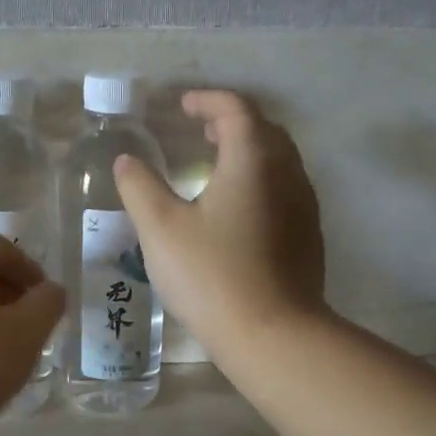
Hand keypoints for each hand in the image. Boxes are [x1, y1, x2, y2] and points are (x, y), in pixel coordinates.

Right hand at [113, 89, 326, 358]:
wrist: (273, 334)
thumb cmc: (211, 275)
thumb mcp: (160, 229)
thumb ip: (140, 187)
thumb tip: (127, 160)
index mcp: (252, 160)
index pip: (235, 109)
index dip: (207, 100)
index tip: (182, 106)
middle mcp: (287, 172)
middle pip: (264, 128)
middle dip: (230, 121)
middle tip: (199, 130)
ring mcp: (304, 205)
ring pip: (279, 159)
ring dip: (248, 149)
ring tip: (216, 164)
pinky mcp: (308, 235)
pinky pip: (285, 187)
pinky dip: (261, 178)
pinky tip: (238, 207)